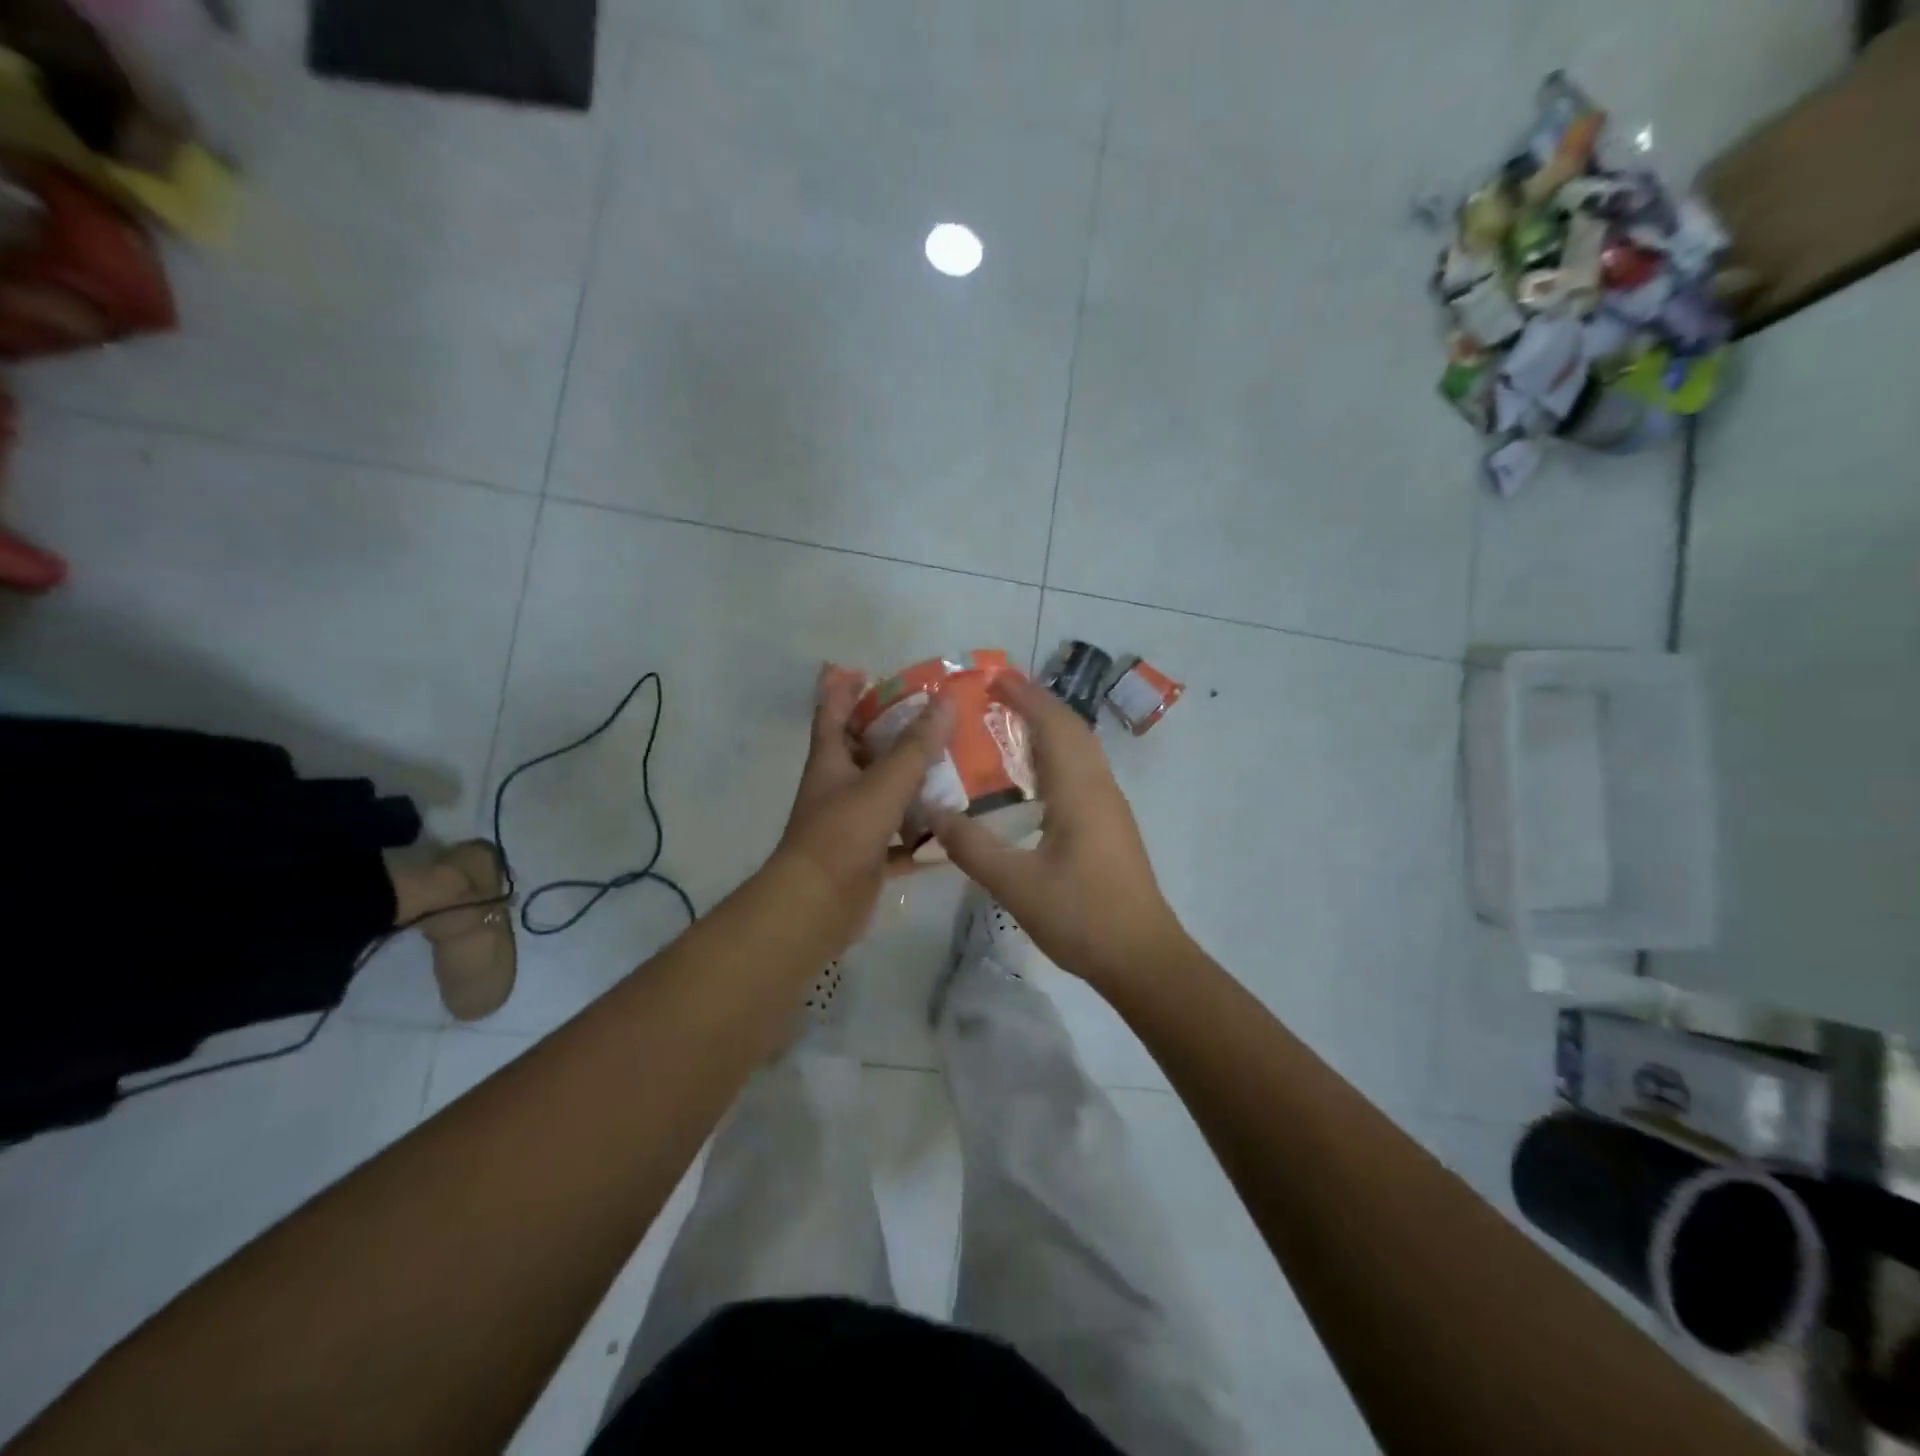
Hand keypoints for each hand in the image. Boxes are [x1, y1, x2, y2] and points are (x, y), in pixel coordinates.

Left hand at [774, 664, 953, 952]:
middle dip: (893, 733)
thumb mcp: (882, 785)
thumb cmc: (842, 835)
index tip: (858, 668)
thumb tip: (945, 701)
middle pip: (865, 751)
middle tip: (931, 716)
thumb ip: (915, 746)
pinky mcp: (867, 856)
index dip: (841, 688)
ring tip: (955, 767)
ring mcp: (852, 824)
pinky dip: (921, 835)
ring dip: (914, 784)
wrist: (817, 907)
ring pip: (887, 795)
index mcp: (831, 762)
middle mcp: (838, 788)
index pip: (833, 713)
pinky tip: (953, 829)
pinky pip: (900, 839)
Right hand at [931, 673, 1186, 987]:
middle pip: (1071, 729)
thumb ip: (972, 847)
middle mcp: (1099, 788)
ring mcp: (1110, 806)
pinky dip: (1058, 753)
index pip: (1052, 725)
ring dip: (1050, 726)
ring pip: (1081, 749)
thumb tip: (932, 812)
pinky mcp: (1111, 825)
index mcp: (1078, 791)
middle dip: (1036, 703)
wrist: (1142, 957)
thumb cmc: (1082, 916)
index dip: (1025, 696)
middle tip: (997, 692)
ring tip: (1011, 721)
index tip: (994, 676)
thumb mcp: (1016, 885)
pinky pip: (1083, 771)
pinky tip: (1036, 775)